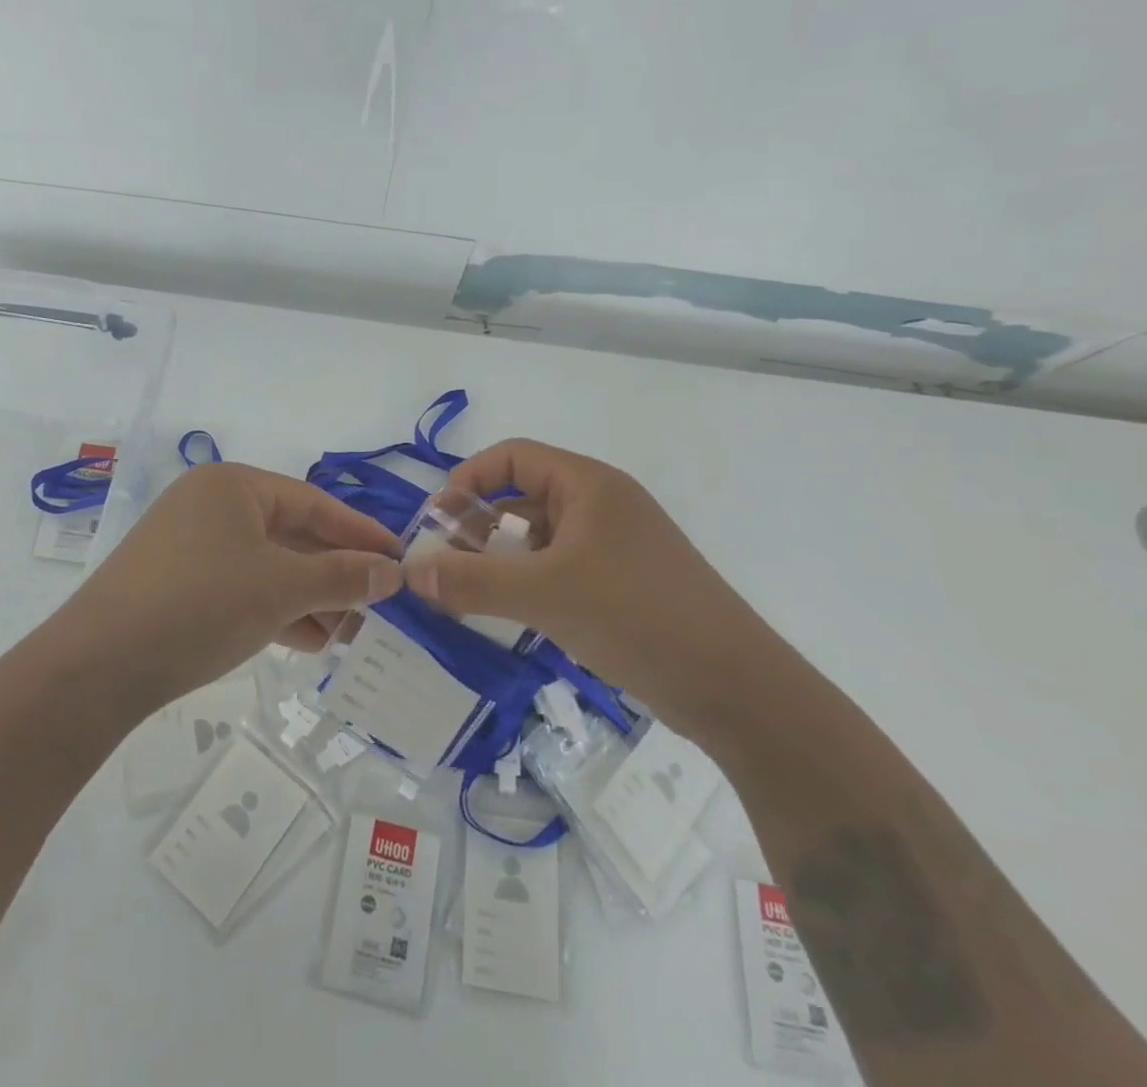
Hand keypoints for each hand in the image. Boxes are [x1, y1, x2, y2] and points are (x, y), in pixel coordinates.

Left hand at [60, 461, 401, 705]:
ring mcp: (190, 546)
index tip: (399, 558)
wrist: (98, 665)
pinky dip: (276, 610)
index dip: (359, 532)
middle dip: (335, 573)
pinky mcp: (178, 584)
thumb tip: (393, 572)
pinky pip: (242, 588)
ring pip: (267, 566)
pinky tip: (310, 640)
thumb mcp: (280, 588)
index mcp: (233, 486)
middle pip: (290, 534)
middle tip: (379, 604)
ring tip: (352, 632)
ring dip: (310, 597)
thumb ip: (341, 576)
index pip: (313, 502)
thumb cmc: (201, 604)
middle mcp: (211, 506)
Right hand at [401, 438, 772, 737]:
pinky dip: (528, 582)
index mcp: (588, 484)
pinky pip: (559, 568)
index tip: (436, 521)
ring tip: (469, 592)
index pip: (511, 457)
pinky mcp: (622, 585)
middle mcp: (601, 505)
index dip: (467, 480)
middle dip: (477, 524)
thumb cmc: (637, 617)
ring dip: (500, 557)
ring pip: (539, 537)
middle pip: (522, 496)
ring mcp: (614, 546)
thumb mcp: (544, 595)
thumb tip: (410, 572)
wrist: (736, 688)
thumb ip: (472, 581)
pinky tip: (510, 613)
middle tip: (445, 563)